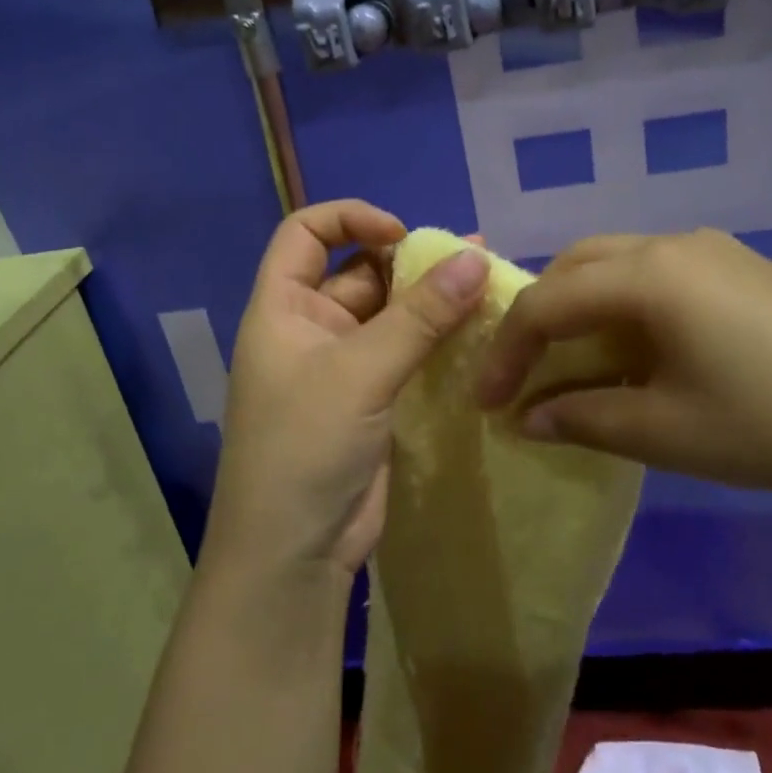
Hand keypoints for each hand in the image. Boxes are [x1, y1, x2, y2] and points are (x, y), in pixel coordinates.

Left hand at [206, 200, 489, 581]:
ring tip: (488, 286)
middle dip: (410, 262)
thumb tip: (476, 258)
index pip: (305, 233)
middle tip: (473, 260)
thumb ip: (420, 316)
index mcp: (283, 307)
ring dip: (432, 301)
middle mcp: (310, 327)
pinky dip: (438, 340)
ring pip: (390, 314)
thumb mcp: (360, 372)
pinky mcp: (373, 399)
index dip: (350, 219)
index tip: (402, 234)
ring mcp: (343, 365)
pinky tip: (480, 332)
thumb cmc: (304, 447)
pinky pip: (406, 353)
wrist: (294, 554)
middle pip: (359, 271)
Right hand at [474, 229, 771, 521]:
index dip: (506, 351)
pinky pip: (657, 278)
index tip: (486, 402)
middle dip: (538, 319)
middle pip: (576, 268)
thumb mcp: (667, 432)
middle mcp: (673, 244)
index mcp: (648, 274)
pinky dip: (623, 311)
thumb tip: (527, 420)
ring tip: (571, 368)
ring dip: (581, 311)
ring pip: (617, 267)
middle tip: (522, 376)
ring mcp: (714, 252)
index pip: (547, 301)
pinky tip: (635, 357)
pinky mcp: (742, 270)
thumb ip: (584, 419)